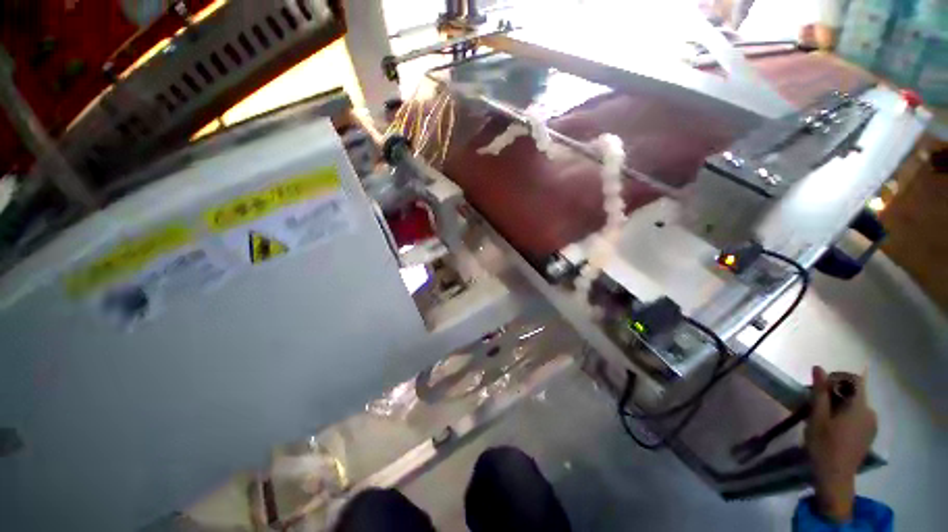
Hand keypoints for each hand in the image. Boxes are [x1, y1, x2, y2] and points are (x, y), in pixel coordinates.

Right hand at [805, 366, 877, 522]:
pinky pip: (859, 416)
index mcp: (859, 406)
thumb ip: (819, 392)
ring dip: (840, 404)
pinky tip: (833, 428)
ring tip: (823, 417)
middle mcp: (870, 412)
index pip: (854, 379)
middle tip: (816, 403)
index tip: (820, 388)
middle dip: (836, 393)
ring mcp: (872, 425)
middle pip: (855, 392)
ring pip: (856, 405)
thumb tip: (818, 368)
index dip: (837, 378)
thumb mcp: (817, 417)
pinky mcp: (869, 434)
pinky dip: (846, 415)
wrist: (835, 477)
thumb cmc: (823, 444)